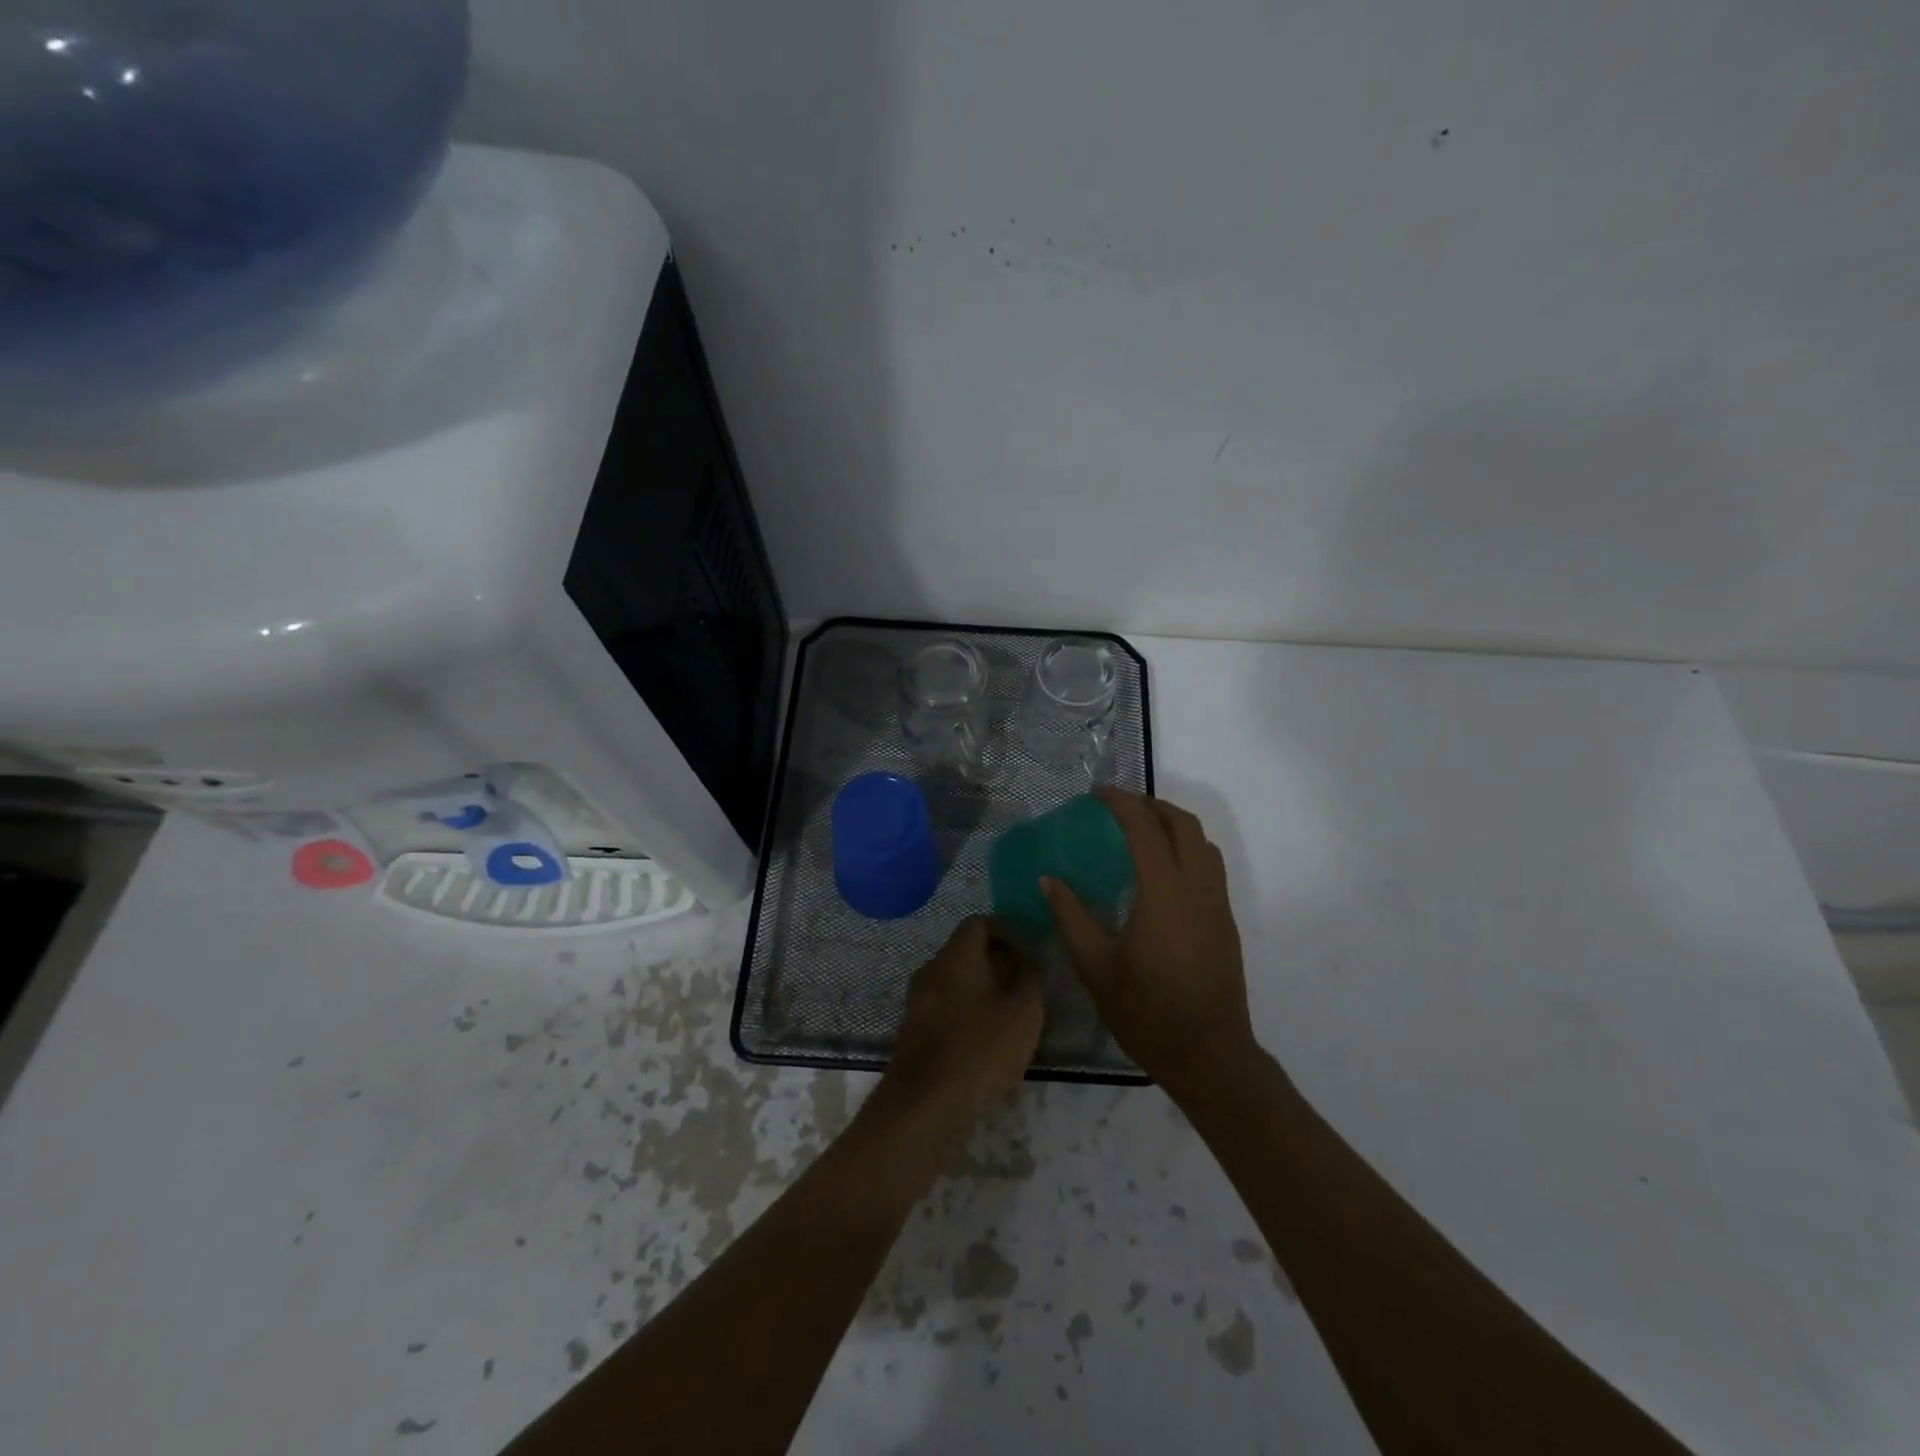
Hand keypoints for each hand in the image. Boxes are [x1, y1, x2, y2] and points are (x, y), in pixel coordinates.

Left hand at [878, 916, 1043, 1143]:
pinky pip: (946, 1006)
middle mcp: (931, 970)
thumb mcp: (1024, 1013)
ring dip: (984, 989)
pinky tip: (987, 1040)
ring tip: (1012, 1014)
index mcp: (956, 956)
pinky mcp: (914, 1030)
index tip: (1030, 949)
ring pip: (956, 981)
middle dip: (998, 961)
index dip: (1007, 930)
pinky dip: (968, 1011)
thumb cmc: (980, 1051)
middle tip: (1027, 983)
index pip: (979, 922)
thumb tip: (1029, 959)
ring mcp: (918, 1001)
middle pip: (966, 951)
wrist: (924, 1107)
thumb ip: (1031, 978)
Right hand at [1042, 788, 1255, 1098]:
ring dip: (1174, 825)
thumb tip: (1048, 879)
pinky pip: (1210, 867)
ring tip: (1142, 831)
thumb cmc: (1147, 1013)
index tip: (1098, 793)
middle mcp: (1196, 888)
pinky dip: (1186, 849)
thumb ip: (1071, 918)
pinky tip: (1162, 872)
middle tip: (1119, 807)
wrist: (1210, 1055)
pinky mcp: (1225, 922)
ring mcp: (1217, 905)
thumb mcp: (1096, 967)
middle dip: (1152, 805)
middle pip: (1183, 824)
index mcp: (1163, 894)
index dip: (1121, 803)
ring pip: (1203, 843)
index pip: (1145, 829)